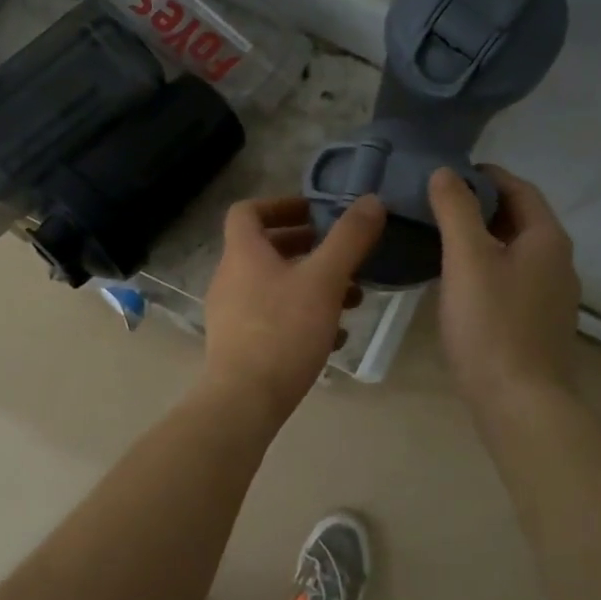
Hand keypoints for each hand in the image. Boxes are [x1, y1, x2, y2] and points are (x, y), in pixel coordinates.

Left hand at [202, 194, 385, 418]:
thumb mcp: (325, 280)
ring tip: (351, 300)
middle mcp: (230, 278)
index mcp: (243, 254)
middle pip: (265, 250)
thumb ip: (349, 239)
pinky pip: (272, 318)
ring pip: (273, 286)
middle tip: (341, 255)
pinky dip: (301, 316)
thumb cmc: (283, 331)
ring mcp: (230, 314)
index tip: (314, 213)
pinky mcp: (238, 344)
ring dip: (311, 285)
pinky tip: (333, 337)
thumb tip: (371, 200)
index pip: (247, 211)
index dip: (280, 204)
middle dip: (307, 248)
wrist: (245, 399)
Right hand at [428, 164, 580, 407]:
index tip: (446, 174)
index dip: (485, 176)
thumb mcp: (467, 259)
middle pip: (519, 219)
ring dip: (483, 239)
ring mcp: (552, 296)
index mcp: (547, 238)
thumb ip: (456, 211)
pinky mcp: (539, 323)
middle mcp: (558, 262)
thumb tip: (445, 172)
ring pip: (515, 252)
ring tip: (440, 239)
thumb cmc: (491, 324)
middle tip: (436, 205)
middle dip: (481, 206)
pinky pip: (512, 280)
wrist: (518, 400)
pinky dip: (487, 268)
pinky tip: (459, 283)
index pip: (519, 188)